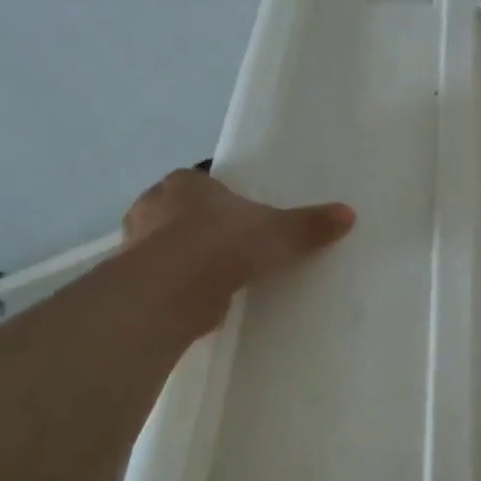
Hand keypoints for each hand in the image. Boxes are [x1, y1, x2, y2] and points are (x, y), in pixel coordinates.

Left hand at [123, 169, 354, 329]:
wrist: (171, 290)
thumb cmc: (222, 242)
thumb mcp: (279, 231)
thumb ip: (310, 223)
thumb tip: (348, 214)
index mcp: (183, 183)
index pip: (199, 181)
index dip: (218, 195)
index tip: (237, 213)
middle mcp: (152, 207)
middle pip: (177, 212)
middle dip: (197, 226)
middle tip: (228, 243)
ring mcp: (135, 246)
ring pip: (164, 246)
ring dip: (184, 258)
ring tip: (215, 275)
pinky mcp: (132, 283)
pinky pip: (160, 280)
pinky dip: (177, 287)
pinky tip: (199, 300)